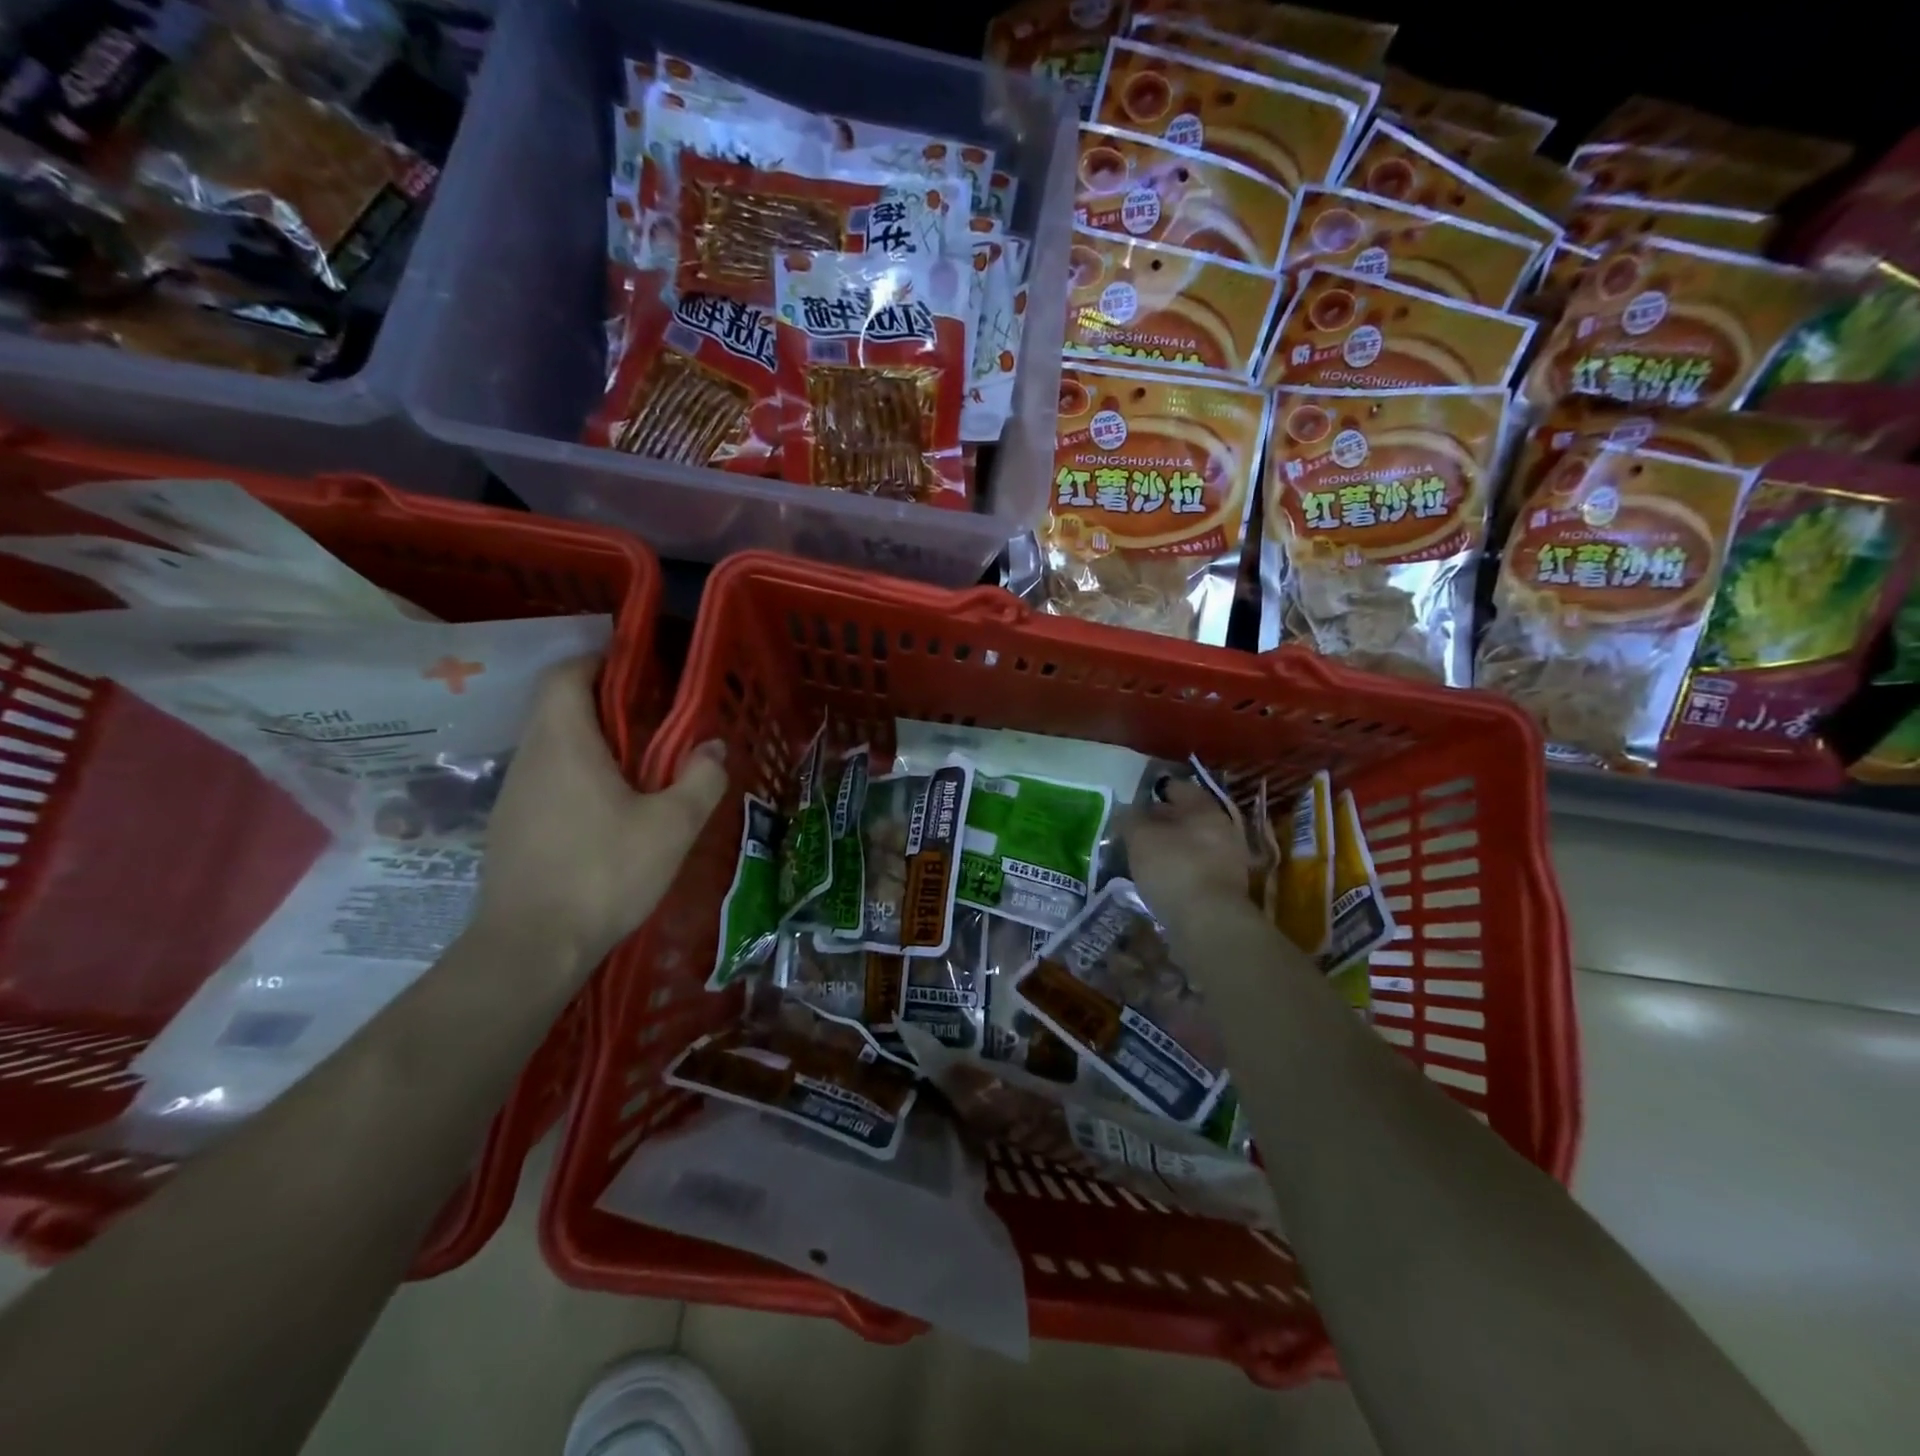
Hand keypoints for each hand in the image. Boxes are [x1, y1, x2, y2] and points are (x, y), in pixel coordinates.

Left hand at [478, 658, 726, 970]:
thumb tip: (712, 749)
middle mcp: (530, 758)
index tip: (638, 669)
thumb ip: (700, 780)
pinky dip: (577, 776)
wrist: (531, 948)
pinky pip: (546, 780)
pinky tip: (609, 812)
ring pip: (552, 746)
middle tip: (654, 721)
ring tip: (639, 767)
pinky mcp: (511, 828)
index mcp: (564, 743)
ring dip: (592, 743)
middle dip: (604, 703)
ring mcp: (514, 795)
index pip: (566, 675)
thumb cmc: (604, 873)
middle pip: (558, 707)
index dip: (598, 661)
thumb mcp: (672, 827)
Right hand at [1121, 778, 1256, 932]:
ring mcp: (1228, 860)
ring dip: (1170, 847)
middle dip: (1162, 820)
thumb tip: (1126, 811)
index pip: (1177, 788)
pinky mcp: (1225, 889)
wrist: (1210, 924)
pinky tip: (1159, 879)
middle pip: (1187, 816)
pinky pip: (1196, 869)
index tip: (1134, 800)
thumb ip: (1130, 819)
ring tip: (1142, 856)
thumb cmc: (1174, 868)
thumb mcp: (1140, 837)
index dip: (1154, 790)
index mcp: (1205, 809)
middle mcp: (1222, 829)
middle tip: (1134, 829)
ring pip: (1192, 844)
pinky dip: (1178, 869)